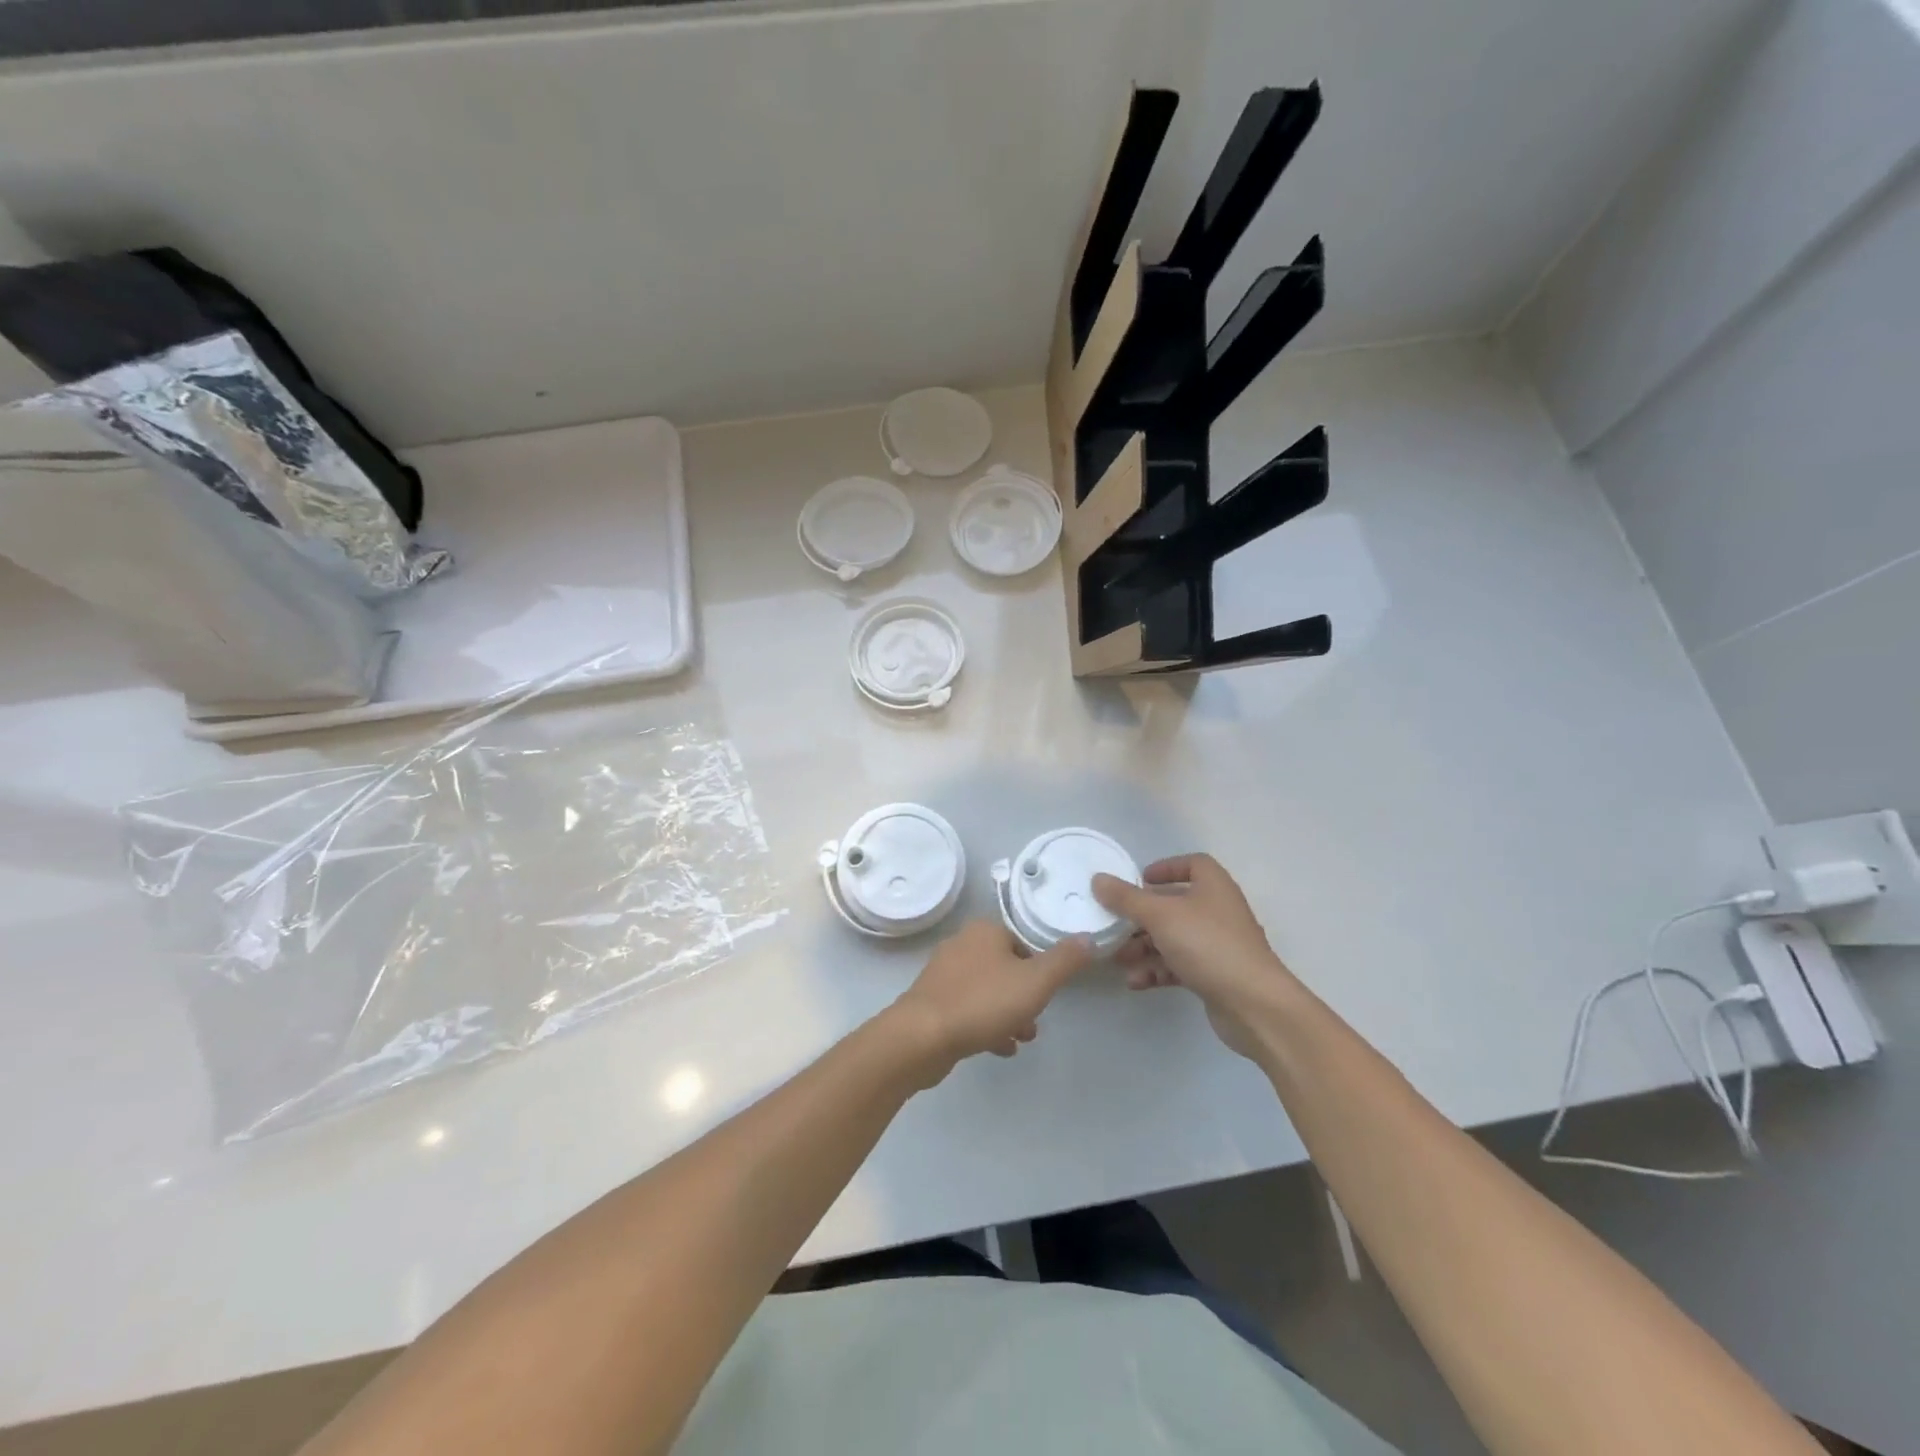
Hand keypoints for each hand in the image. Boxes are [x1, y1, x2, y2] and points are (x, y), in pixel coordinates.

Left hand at [886, 921, 1092, 1080]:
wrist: (922, 1037)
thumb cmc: (983, 1002)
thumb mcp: (1036, 981)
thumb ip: (1065, 960)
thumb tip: (1087, 938)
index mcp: (984, 931)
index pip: (1021, 940)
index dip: (1039, 966)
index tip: (1047, 991)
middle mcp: (961, 945)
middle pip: (1004, 966)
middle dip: (1024, 994)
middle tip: (1036, 1019)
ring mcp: (943, 974)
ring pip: (987, 990)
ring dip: (1008, 1012)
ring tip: (1022, 1038)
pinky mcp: (932, 1002)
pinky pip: (968, 1009)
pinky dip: (986, 1025)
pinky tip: (1000, 1047)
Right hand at [1092, 854, 1298, 1059]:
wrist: (1254, 1004)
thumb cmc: (1208, 945)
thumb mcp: (1160, 916)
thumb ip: (1126, 899)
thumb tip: (1098, 879)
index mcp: (1213, 886)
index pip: (1193, 864)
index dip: (1166, 867)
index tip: (1139, 879)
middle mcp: (1217, 911)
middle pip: (1175, 904)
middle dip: (1142, 916)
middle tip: (1115, 925)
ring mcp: (1218, 945)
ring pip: (1174, 938)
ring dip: (1144, 947)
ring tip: (1119, 959)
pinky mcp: (1215, 975)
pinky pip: (1179, 965)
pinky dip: (1157, 970)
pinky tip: (1136, 982)